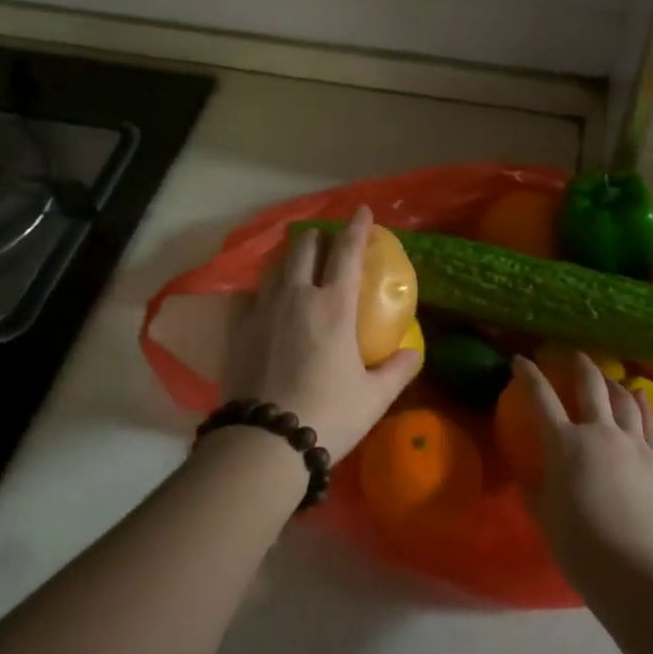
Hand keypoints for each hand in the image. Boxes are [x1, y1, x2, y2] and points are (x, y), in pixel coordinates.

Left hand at [230, 206, 421, 458]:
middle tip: (328, 243)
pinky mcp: (239, 327)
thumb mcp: (374, 397)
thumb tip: (413, 351)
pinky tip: (266, 300)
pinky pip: (251, 293)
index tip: (362, 211)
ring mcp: (263, 309)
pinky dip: (264, 288)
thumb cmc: (328, 415)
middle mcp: (296, 295)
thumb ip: (397, 369)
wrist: (264, 442)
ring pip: (275, 265)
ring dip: (290, 257)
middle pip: (304, 247)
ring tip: (298, 264)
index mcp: (333, 305)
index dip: (356, 227)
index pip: (346, 252)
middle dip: (318, 237)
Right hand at [515, 353, 652, 589]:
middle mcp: (599, 432)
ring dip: (612, 383)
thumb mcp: (545, 516)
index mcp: (565, 444)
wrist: (637, 572)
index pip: (542, 398)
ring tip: (607, 377)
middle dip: (580, 365)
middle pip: (590, 385)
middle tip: (575, 355)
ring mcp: (634, 443)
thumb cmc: (581, 548)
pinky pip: (650, 421)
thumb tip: (527, 470)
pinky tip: (640, 395)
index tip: (521, 360)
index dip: (529, 375)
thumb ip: (534, 487)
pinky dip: (642, 403)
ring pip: (623, 399)